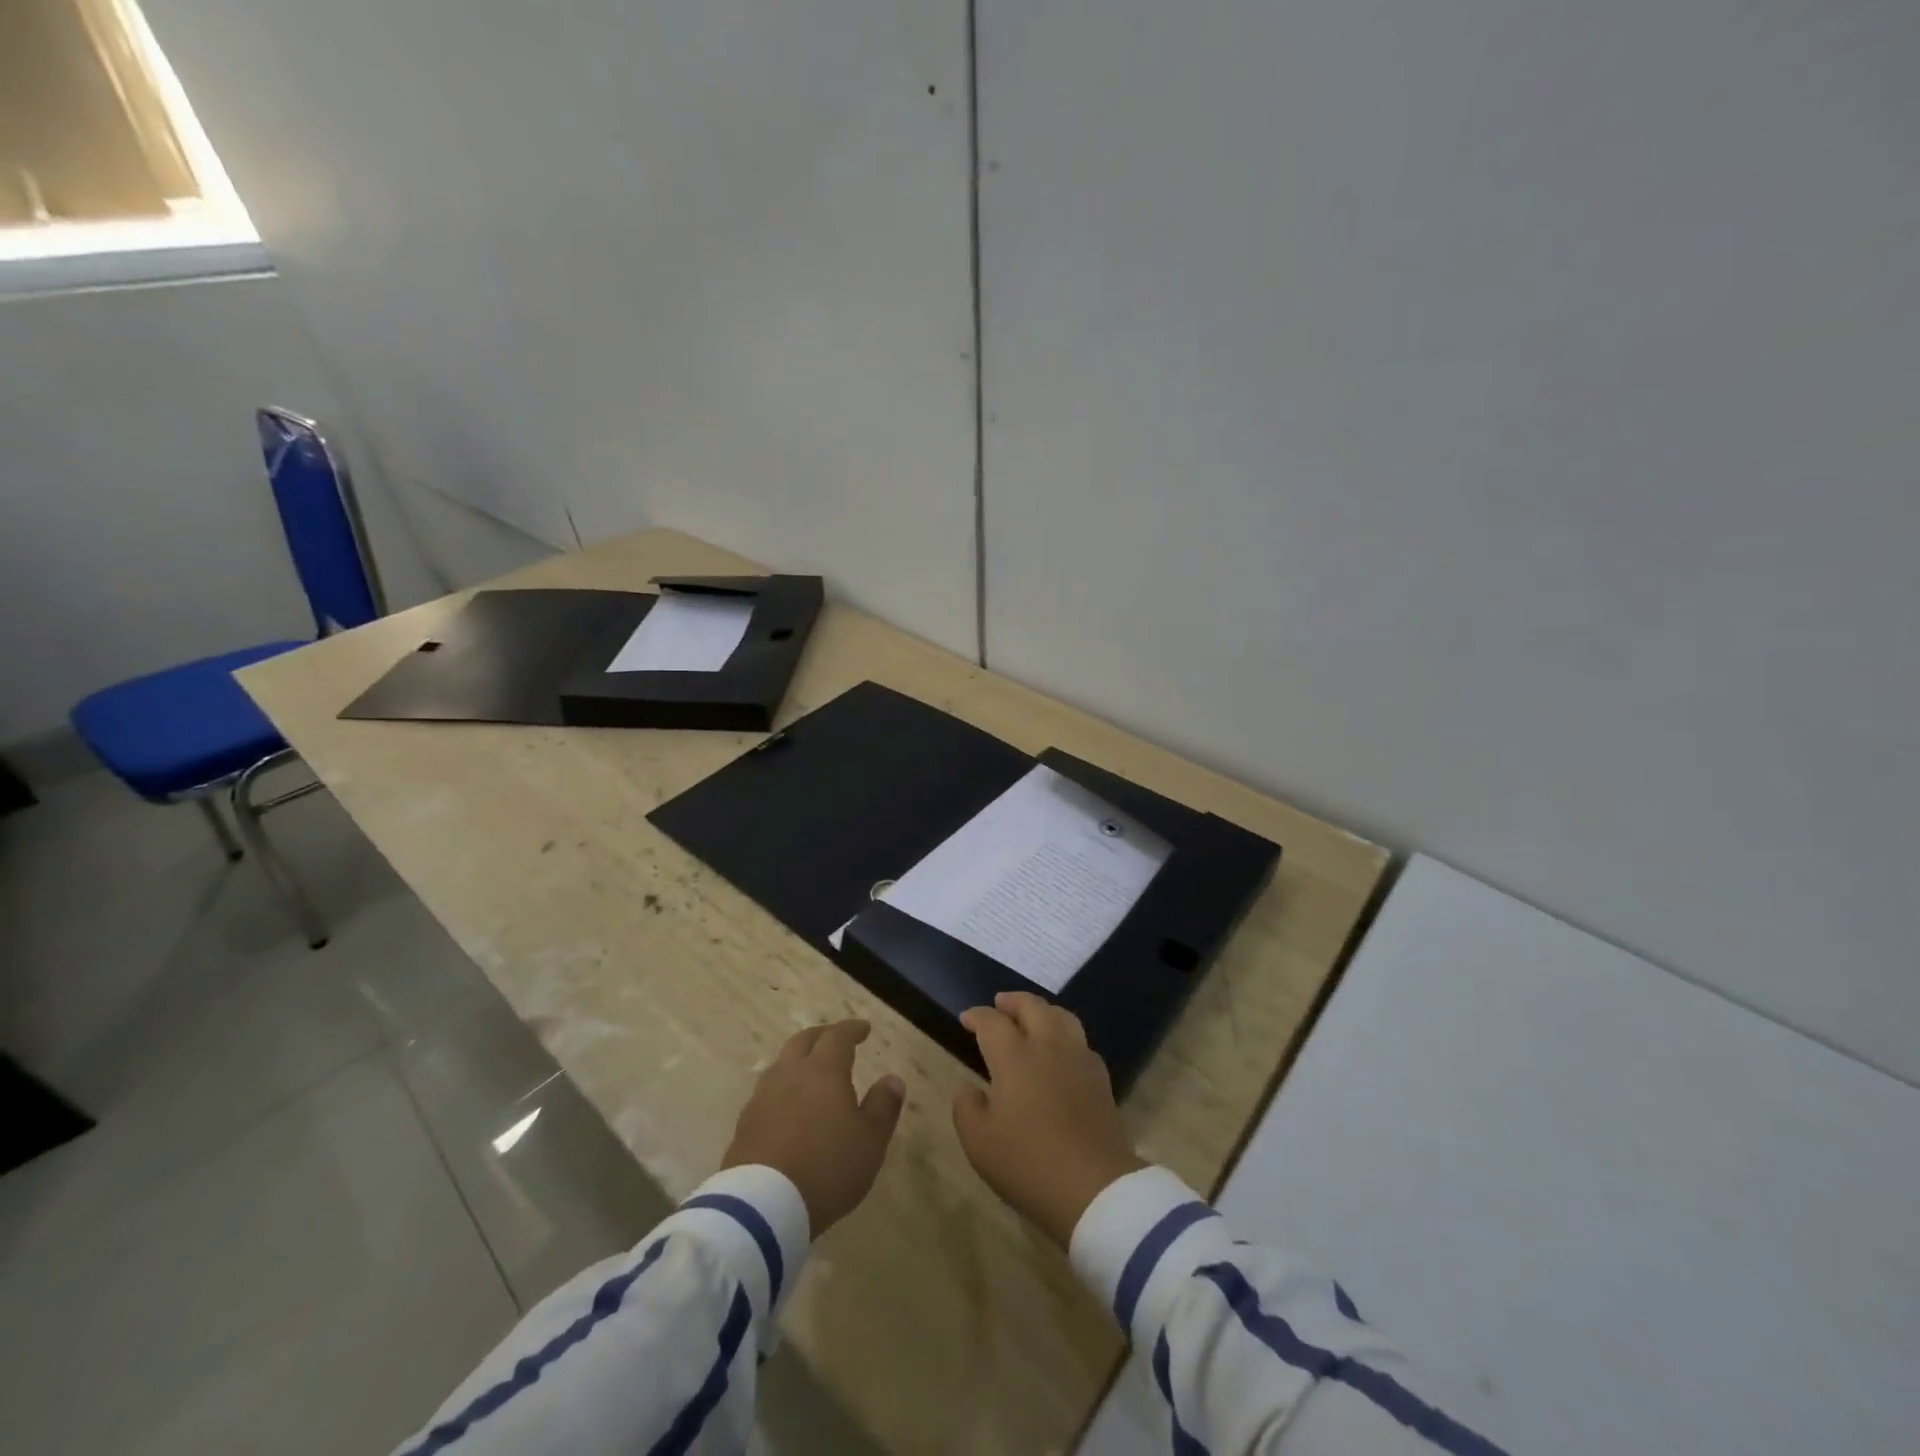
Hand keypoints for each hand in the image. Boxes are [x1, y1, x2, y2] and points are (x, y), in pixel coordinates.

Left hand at [722, 1019, 905, 1235]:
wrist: (762, 1207)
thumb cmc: (826, 1168)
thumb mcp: (870, 1141)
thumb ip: (883, 1107)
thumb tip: (893, 1079)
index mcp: (823, 1071)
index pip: (838, 1037)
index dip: (852, 1029)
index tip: (864, 1028)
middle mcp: (790, 1074)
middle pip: (803, 1041)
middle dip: (822, 1035)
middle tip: (835, 1039)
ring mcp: (762, 1098)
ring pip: (781, 1064)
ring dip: (798, 1060)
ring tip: (810, 1071)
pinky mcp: (744, 1125)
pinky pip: (767, 1093)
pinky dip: (783, 1089)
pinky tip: (788, 1106)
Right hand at [952, 992, 1146, 1246]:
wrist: (1095, 1187)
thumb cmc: (1028, 1164)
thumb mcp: (979, 1143)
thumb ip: (966, 1108)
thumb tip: (968, 1087)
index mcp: (1014, 1056)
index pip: (992, 1022)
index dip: (977, 1016)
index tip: (966, 1018)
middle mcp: (1048, 1046)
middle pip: (1031, 1006)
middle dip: (1012, 1001)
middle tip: (999, 1004)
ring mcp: (1078, 1058)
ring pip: (1061, 1015)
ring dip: (1042, 1010)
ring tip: (1031, 1017)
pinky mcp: (1100, 1077)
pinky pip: (1080, 1040)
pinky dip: (1064, 1034)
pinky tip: (1060, 1051)